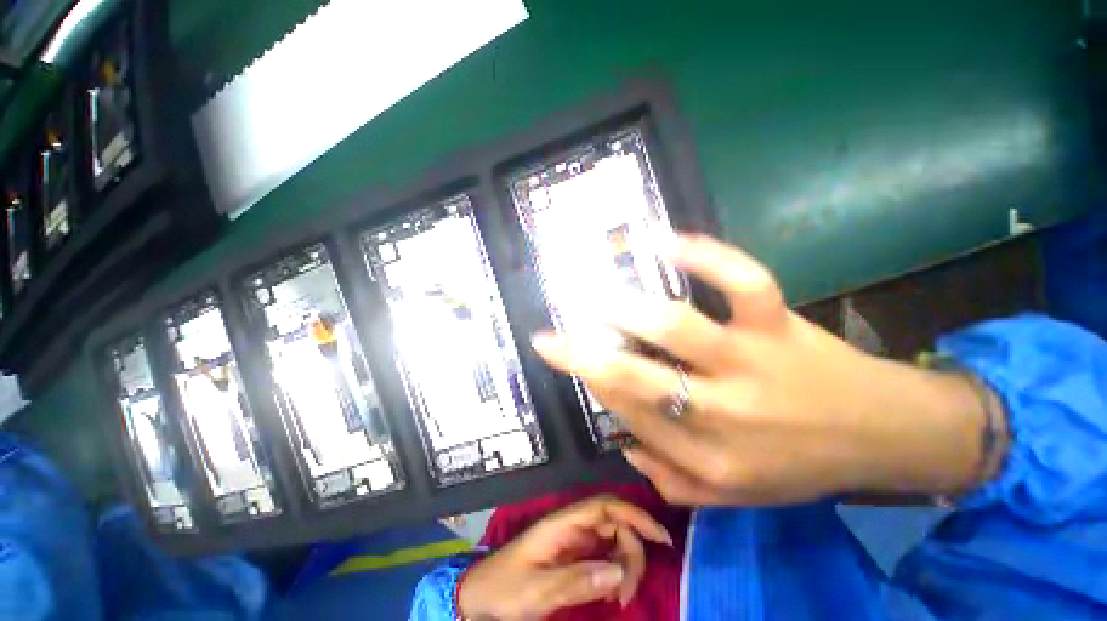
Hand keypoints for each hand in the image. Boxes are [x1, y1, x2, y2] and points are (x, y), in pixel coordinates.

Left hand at [458, 495, 672, 619]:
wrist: (481, 597)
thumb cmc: (506, 589)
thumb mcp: (539, 590)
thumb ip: (577, 581)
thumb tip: (620, 573)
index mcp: (562, 524)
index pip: (604, 507)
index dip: (634, 516)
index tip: (660, 538)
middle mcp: (571, 526)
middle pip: (613, 523)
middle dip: (632, 551)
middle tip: (628, 591)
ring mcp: (573, 540)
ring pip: (612, 540)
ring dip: (625, 564)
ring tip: (620, 597)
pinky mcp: (572, 555)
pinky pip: (603, 556)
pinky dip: (614, 571)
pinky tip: (611, 593)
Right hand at [532, 235, 990, 505]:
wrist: (885, 437)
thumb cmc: (800, 467)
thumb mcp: (733, 497)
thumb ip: (671, 481)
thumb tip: (625, 443)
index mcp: (707, 458)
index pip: (628, 412)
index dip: (593, 383)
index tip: (568, 359)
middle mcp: (722, 412)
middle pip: (634, 376)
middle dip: (581, 353)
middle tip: (549, 336)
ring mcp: (751, 361)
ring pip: (673, 327)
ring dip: (623, 308)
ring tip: (591, 294)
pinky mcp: (779, 324)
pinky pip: (741, 281)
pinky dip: (703, 255)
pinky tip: (663, 240)